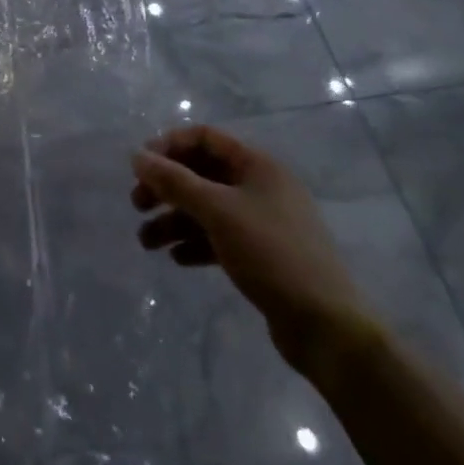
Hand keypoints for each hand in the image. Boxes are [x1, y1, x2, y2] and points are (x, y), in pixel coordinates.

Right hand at [131, 125, 376, 374]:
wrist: (326, 326)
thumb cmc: (271, 253)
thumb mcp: (217, 211)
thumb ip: (175, 182)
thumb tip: (137, 155)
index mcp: (257, 165)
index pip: (205, 138)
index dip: (169, 146)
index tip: (140, 167)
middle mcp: (261, 186)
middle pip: (203, 174)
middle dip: (167, 188)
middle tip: (138, 205)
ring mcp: (263, 222)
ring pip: (208, 209)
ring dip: (175, 221)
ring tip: (147, 243)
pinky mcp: (262, 255)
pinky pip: (220, 238)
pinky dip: (196, 243)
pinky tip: (177, 259)